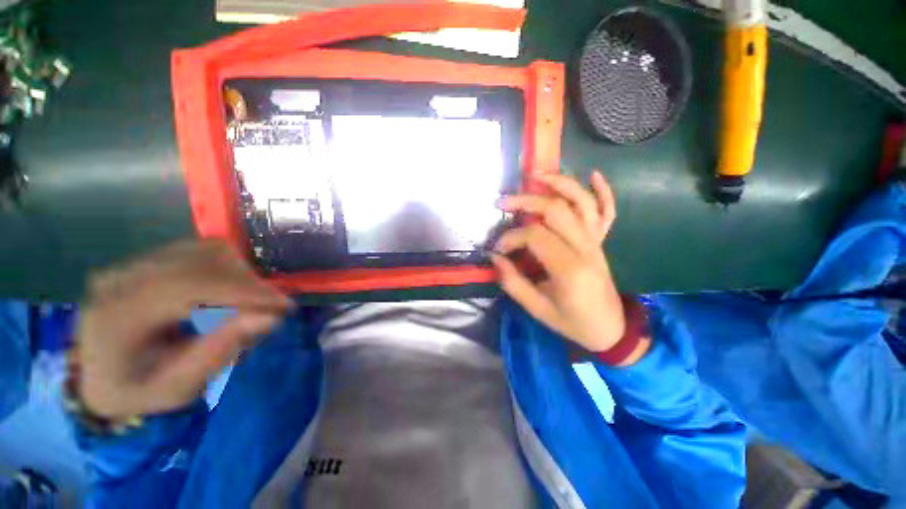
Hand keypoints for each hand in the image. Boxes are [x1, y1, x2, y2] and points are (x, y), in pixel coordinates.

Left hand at [74, 240, 291, 419]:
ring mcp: (134, 263)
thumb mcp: (177, 388)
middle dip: (249, 283)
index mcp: (118, 315)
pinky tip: (231, 291)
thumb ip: (219, 352)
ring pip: (207, 251)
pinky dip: (229, 268)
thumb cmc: (137, 391)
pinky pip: (201, 251)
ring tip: (251, 301)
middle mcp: (122, 278)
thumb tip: (270, 317)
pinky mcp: (147, 259)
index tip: (284, 306)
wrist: (98, 377)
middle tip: (271, 308)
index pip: (190, 284)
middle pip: (203, 261)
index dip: (245, 291)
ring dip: (241, 274)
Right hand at [491, 171, 624, 352]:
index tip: (498, 248)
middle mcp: (585, 248)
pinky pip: (607, 211)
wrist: (610, 329)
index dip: (511, 237)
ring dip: (559, 183)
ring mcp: (596, 242)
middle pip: (555, 210)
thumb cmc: (572, 322)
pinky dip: (604, 191)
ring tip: (536, 175)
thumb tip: (494, 257)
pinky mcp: (602, 241)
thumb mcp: (537, 309)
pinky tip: (593, 174)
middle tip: (502, 202)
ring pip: (581, 202)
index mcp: (569, 268)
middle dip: (525, 201)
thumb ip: (513, 282)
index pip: (535, 235)